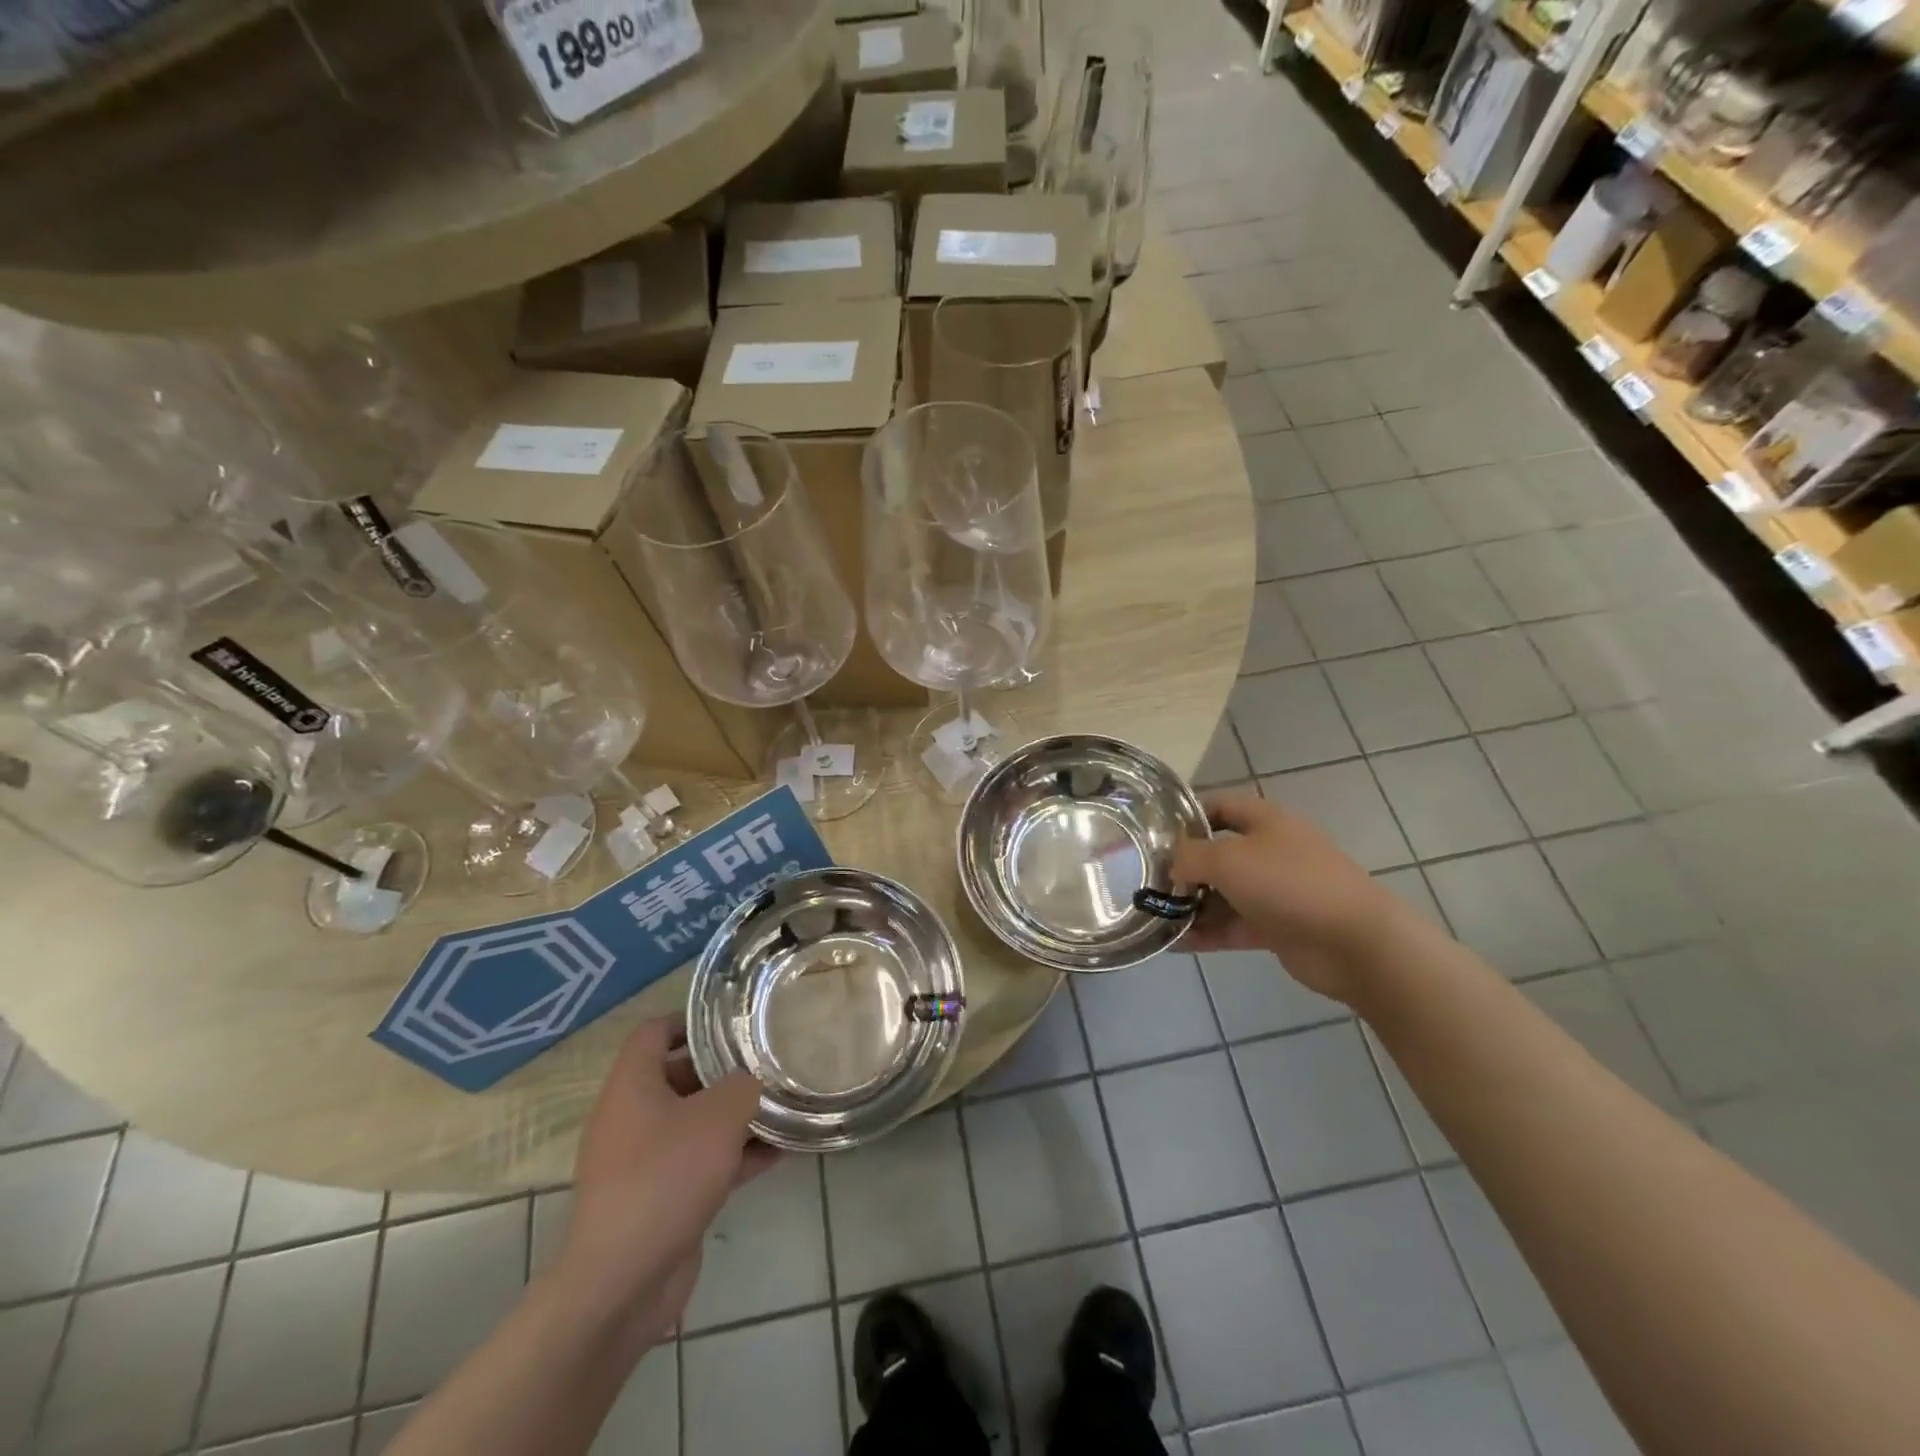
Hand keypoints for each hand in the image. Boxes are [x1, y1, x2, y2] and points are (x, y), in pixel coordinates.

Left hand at [553, 1016, 775, 1350]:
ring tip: (784, 1103)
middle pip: (680, 1075)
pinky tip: (780, 1152)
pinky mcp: (662, 1198)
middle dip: (725, 1068)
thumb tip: (753, 1079)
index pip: (654, 1032)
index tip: (732, 1020)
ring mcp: (645, 1161)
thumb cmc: (665, 1177)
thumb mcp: (717, 1116)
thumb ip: (742, 1085)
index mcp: (632, 1086)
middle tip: (769, 1060)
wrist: (623, 1283)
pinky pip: (703, 1161)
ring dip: (737, 1115)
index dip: (690, 1020)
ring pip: (696, 1122)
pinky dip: (736, 1154)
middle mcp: (633, 1118)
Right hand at [1171, 790, 1399, 1003]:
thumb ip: (1190, 857)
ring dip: (1190, 904)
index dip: (1185, 815)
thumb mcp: (1228, 859)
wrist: (1354, 942)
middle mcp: (1268, 851)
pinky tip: (1173, 943)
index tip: (1151, 832)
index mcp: (1264, 820)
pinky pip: (1231, 926)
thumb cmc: (1288, 883)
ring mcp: (1273, 891)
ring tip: (1151, 915)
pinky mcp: (1275, 927)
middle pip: (1216, 852)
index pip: (1218, 805)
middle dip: (1182, 866)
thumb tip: (1171, 865)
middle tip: (1144, 879)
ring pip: (1222, 892)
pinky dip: (1205, 933)